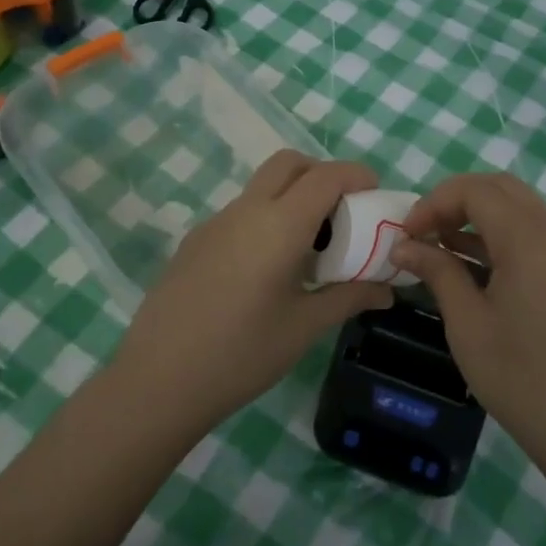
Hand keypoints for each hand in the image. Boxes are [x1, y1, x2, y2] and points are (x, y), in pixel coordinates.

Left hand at [114, 151, 392, 438]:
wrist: (158, 381)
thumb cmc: (242, 354)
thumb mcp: (305, 327)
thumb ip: (350, 298)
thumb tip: (387, 289)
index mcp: (279, 224)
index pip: (326, 176)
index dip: (356, 175)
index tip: (376, 194)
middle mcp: (246, 210)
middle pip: (289, 164)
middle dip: (322, 174)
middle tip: (342, 213)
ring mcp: (215, 223)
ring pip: (262, 187)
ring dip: (292, 197)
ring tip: (309, 248)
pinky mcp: (195, 241)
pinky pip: (240, 213)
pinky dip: (266, 219)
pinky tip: (266, 270)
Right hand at [393, 173, 545, 474]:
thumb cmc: (520, 377)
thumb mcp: (467, 322)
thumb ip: (437, 271)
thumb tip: (404, 245)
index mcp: (528, 238)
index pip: (475, 190)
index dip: (434, 202)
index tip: (406, 234)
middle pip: (500, 188)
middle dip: (456, 200)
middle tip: (424, 232)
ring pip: (518, 209)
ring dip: (477, 217)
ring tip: (440, 248)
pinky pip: (533, 235)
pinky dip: (499, 236)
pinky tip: (473, 268)